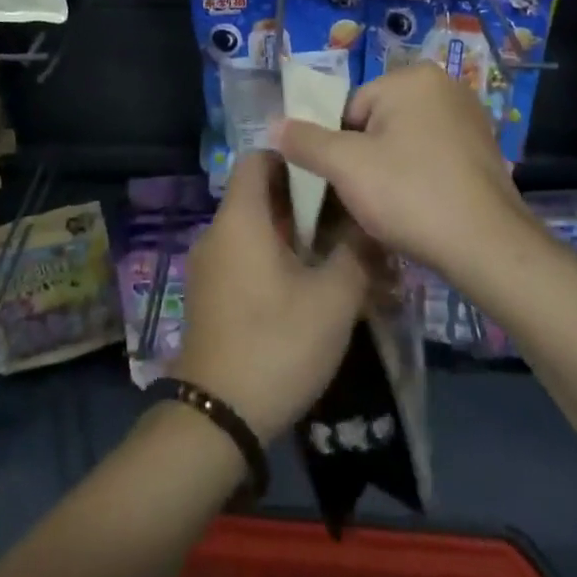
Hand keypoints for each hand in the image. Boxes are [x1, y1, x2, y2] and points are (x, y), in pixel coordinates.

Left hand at [173, 151, 369, 442]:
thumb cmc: (277, 344)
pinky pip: (242, 257)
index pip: (258, 157)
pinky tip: (305, 290)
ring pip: (253, 229)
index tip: (330, 176)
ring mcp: (208, 265)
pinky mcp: (209, 295)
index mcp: (240, 218)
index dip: (294, 158)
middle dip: (302, 202)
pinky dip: (272, 260)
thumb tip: (368, 224)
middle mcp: (217, 232)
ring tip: (332, 256)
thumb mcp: (333, 299)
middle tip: (343, 220)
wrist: (217, 418)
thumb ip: (355, 252)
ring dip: (290, 235)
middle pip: (258, 194)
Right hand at [274, 62, 528, 278]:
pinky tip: (421, 209)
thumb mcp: (346, 167)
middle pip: (378, 123)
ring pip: (404, 142)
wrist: (488, 247)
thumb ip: (305, 142)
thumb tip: (274, 125)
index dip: (341, 149)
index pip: (351, 109)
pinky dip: (421, 178)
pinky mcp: (484, 149)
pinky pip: (433, 156)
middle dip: (367, 159)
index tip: (348, 183)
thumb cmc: (411, 194)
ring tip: (395, 209)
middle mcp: (445, 86)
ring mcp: (469, 117)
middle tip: (370, 199)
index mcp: (413, 77)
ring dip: (392, 171)